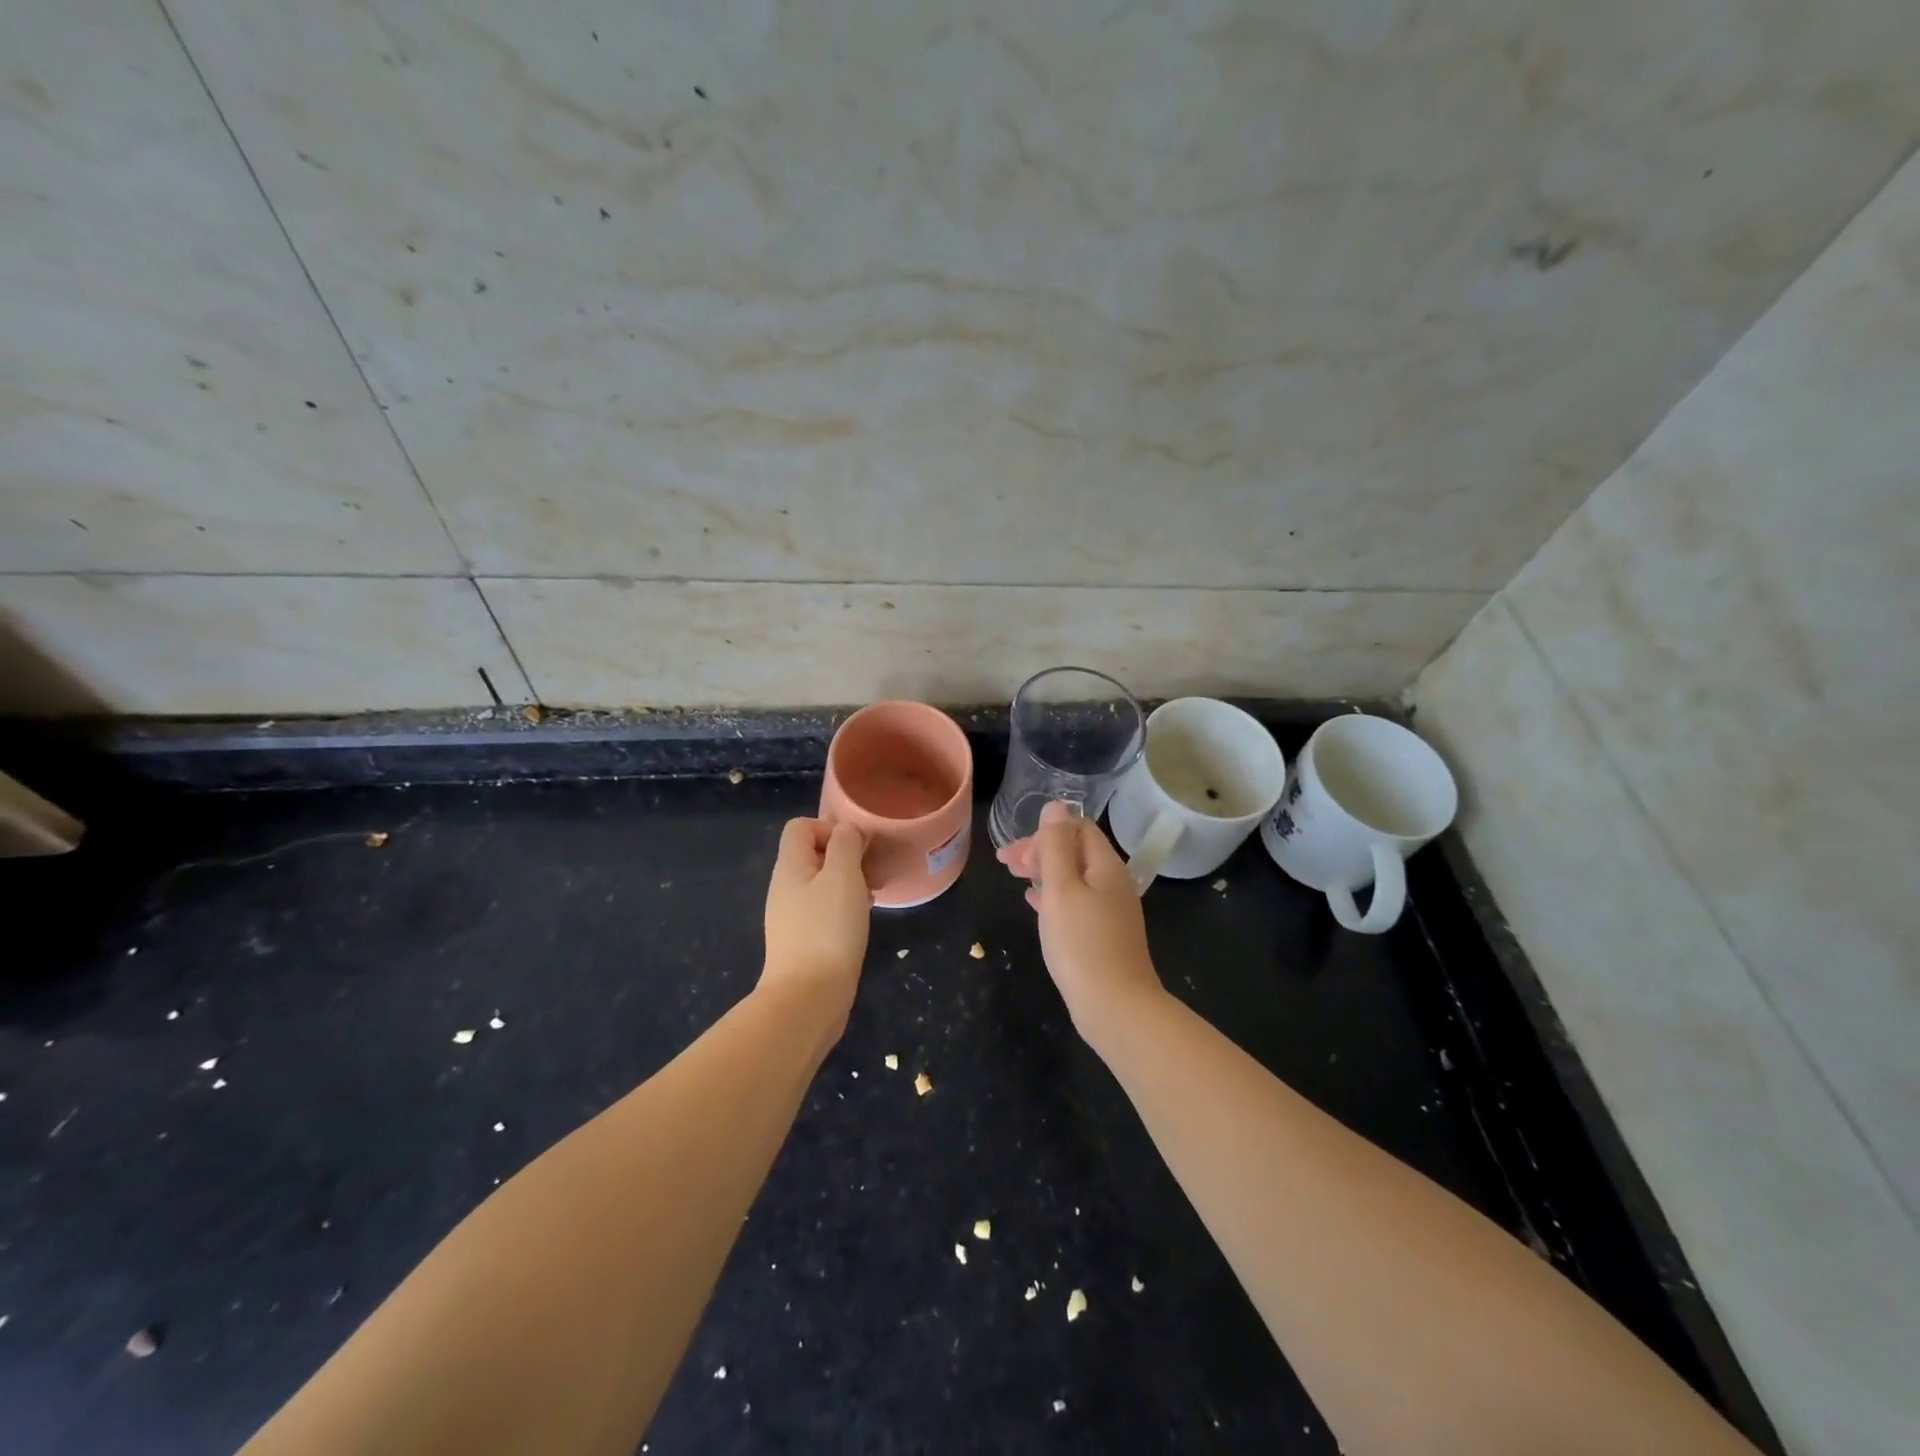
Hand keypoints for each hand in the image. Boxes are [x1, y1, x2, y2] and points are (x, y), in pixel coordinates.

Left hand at [762, 818, 870, 1014]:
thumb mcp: (843, 876)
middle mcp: (785, 887)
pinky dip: (843, 908)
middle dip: (844, 857)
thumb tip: (847, 831)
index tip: (857, 848)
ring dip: (847, 883)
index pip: (801, 827)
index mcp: (789, 866)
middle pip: (812, 854)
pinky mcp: (801, 941)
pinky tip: (860, 923)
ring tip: (870, 897)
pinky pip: (822, 910)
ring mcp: (791, 917)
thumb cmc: (828, 929)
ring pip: (820, 884)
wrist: (808, 997)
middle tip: (869, 873)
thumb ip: (845, 845)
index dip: (830, 827)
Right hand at [996, 801, 1163, 1042]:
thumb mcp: (1061, 889)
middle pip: (1075, 851)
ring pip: (1074, 878)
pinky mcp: (1104, 935)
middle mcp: (1113, 883)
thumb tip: (1056, 806)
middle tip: (1006, 864)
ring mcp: (1111, 911)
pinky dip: (1053, 896)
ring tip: (1015, 879)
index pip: (1078, 828)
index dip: (1044, 832)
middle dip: (1040, 851)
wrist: (1116, 1008)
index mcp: (1106, 866)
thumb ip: (1056, 846)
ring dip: (1043, 872)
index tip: (1014, 852)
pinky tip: (1034, 904)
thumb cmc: (1082, 944)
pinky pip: (1076, 902)